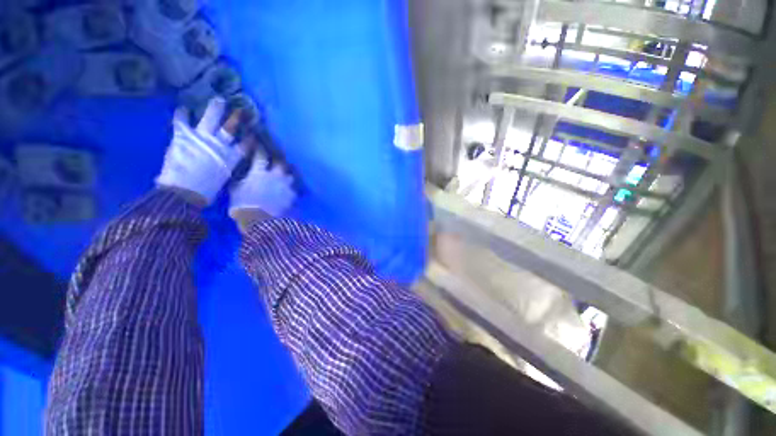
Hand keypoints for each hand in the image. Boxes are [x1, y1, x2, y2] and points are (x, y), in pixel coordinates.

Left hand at [156, 98, 247, 205]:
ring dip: (214, 109)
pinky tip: (182, 108)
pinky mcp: (183, 136)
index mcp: (231, 158)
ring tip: (218, 99)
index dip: (249, 139)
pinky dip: (181, 114)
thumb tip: (229, 165)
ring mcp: (202, 138)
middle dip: (236, 118)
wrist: (185, 192)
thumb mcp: (224, 179)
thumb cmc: (207, 191)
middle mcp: (220, 145)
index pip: (245, 146)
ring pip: (210, 119)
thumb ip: (227, 168)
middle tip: (241, 109)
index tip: (254, 133)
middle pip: (230, 128)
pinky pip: (182, 121)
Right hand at [229, 143, 295, 230]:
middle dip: (278, 161)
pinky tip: (292, 189)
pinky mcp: (294, 195)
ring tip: (286, 176)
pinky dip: (293, 187)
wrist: (260, 221)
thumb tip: (241, 171)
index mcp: (259, 171)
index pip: (260, 155)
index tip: (258, 144)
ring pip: (290, 174)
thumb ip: (240, 178)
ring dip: (287, 174)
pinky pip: (295, 188)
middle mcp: (276, 175)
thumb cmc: (242, 205)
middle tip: (276, 161)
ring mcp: (287, 185)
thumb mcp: (235, 189)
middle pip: (281, 163)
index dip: (259, 149)